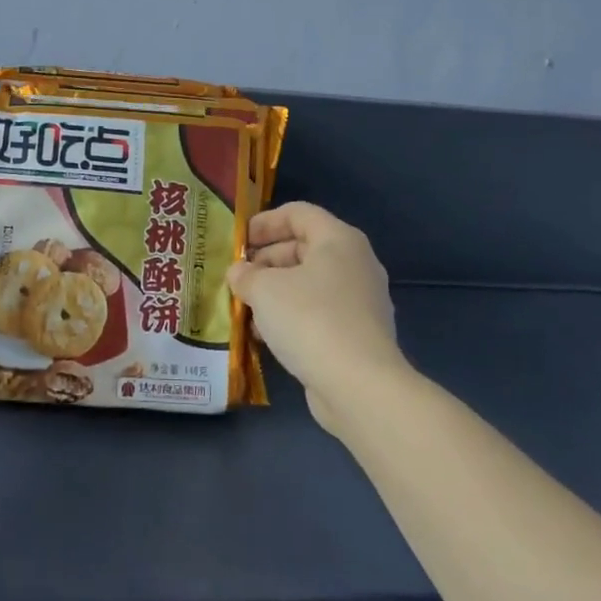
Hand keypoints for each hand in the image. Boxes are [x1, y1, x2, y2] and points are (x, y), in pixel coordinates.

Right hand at [227, 202, 405, 433]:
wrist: (359, 386)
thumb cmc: (310, 319)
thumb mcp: (264, 289)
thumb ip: (246, 275)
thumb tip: (239, 273)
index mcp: (339, 240)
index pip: (298, 213)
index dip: (265, 222)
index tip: (239, 241)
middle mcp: (356, 264)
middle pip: (304, 248)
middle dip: (267, 260)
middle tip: (238, 276)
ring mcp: (362, 301)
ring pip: (310, 284)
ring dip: (276, 292)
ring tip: (245, 307)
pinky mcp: (359, 335)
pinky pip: (319, 313)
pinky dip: (292, 316)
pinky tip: (266, 336)